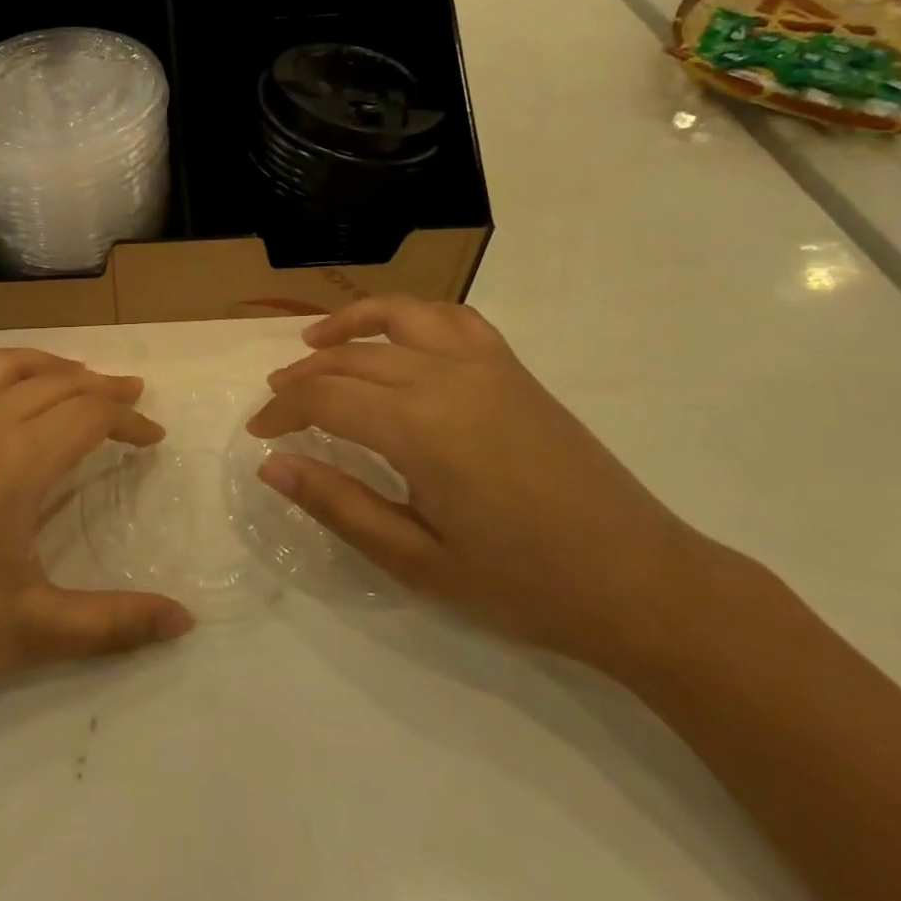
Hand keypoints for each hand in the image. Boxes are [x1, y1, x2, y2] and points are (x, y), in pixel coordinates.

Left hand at [0, 343, 194, 717]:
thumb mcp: (33, 631)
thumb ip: (115, 624)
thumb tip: (186, 622)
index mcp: (19, 460)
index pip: (90, 418)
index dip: (129, 422)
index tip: (154, 437)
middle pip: (54, 384)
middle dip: (99, 388)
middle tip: (128, 399)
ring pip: (1, 365)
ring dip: (45, 363)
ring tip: (73, 375)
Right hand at [248, 298, 714, 671]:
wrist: (642, 583)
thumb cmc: (524, 584)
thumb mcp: (417, 560)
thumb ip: (338, 505)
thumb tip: (272, 466)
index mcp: (420, 427)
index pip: (325, 399)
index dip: (282, 411)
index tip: (259, 433)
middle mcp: (446, 377)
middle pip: (352, 359)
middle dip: (303, 377)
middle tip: (275, 402)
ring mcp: (485, 365)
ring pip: (399, 317)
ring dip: (350, 325)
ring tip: (316, 342)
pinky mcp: (513, 369)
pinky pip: (452, 319)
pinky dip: (411, 315)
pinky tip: (397, 337)